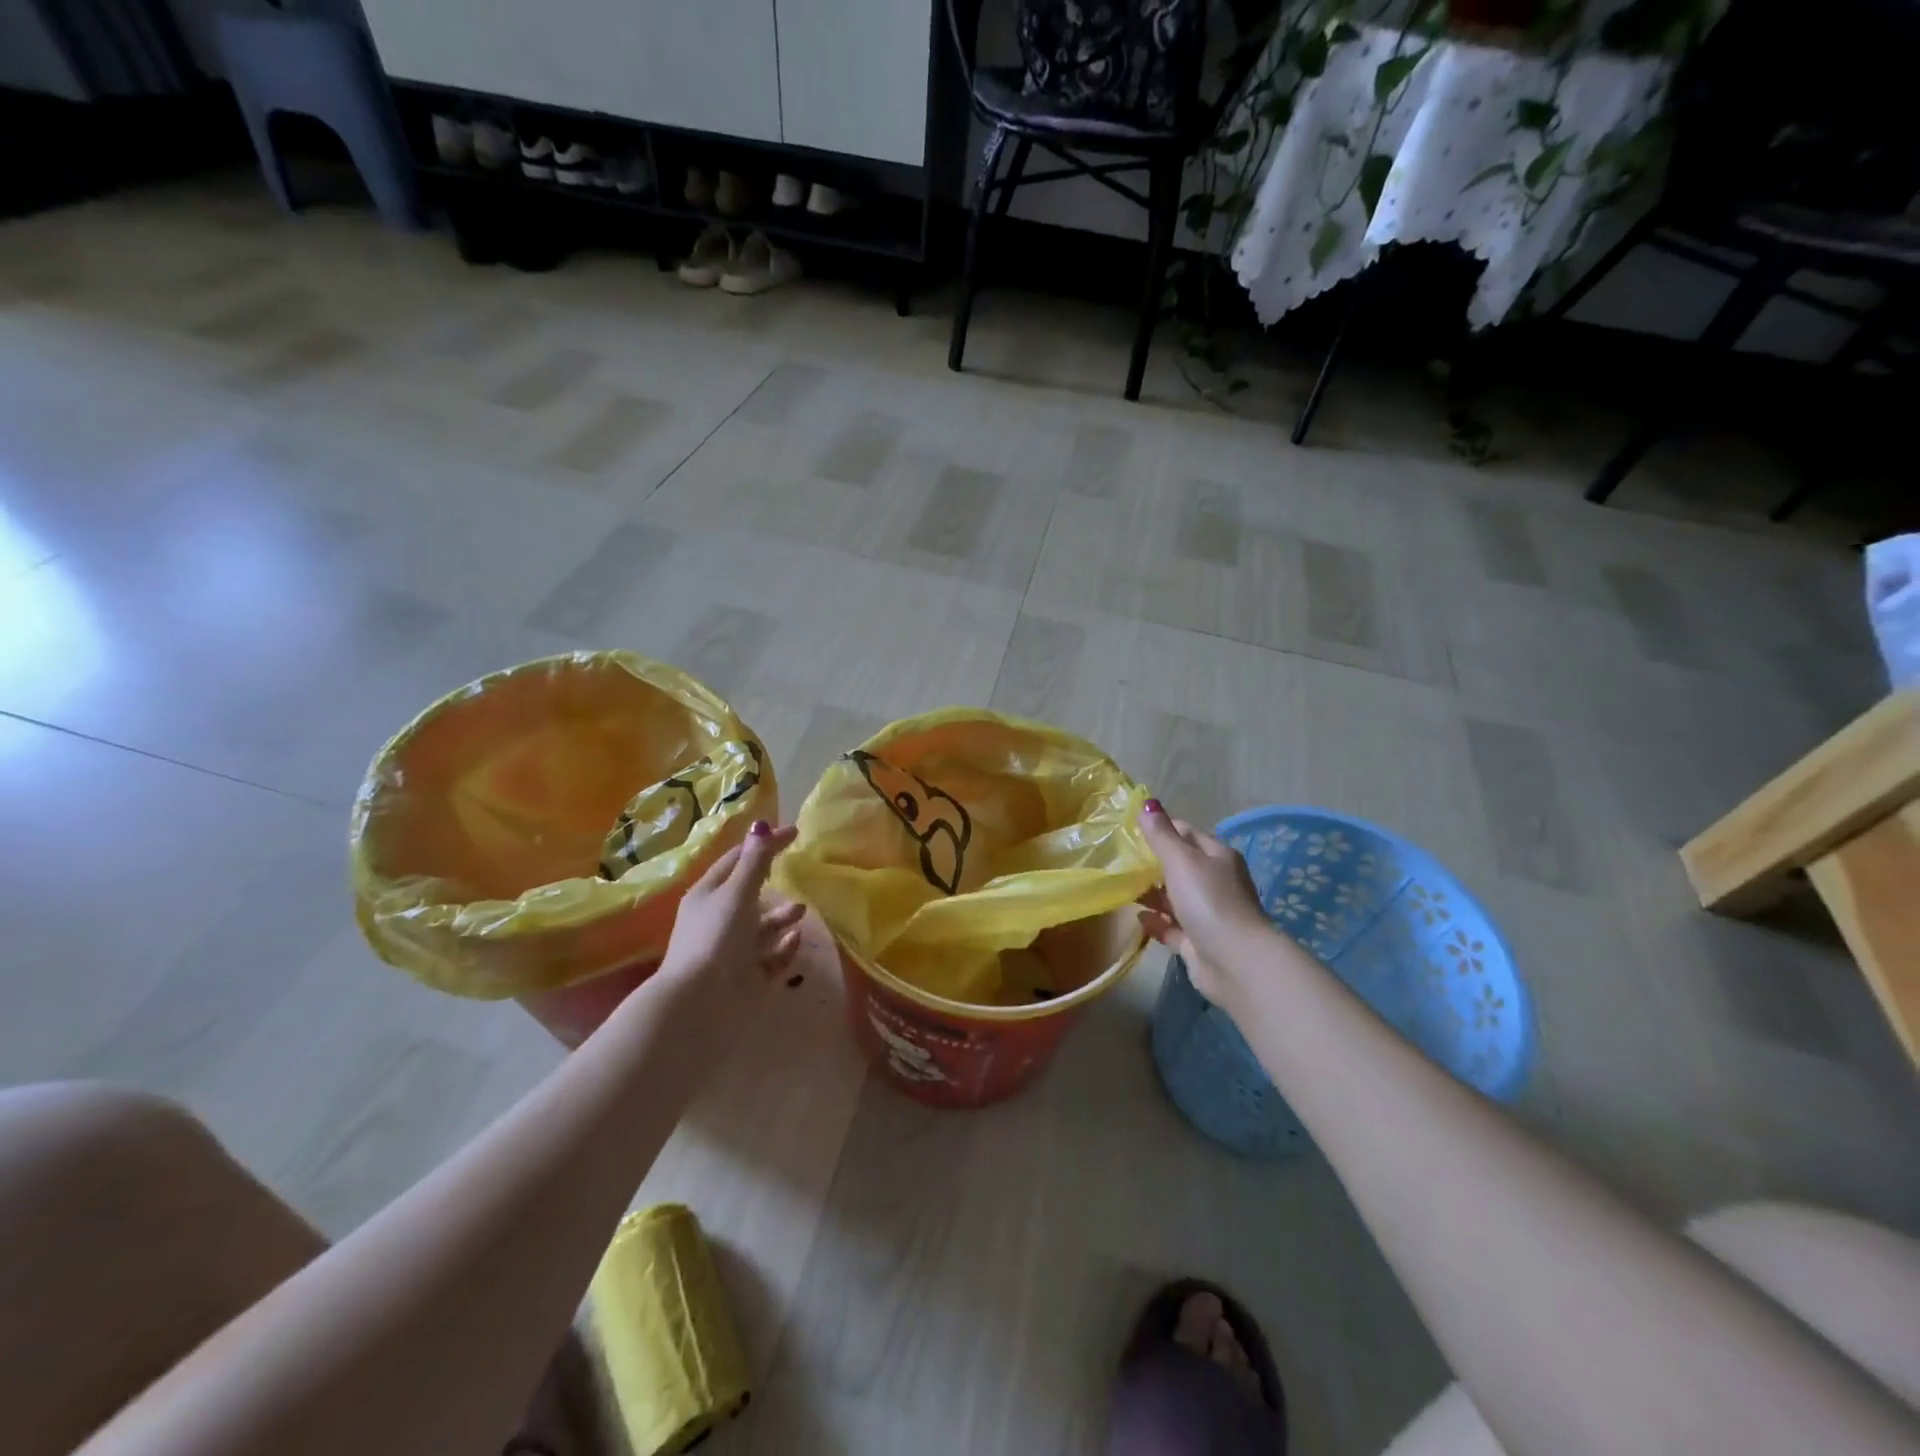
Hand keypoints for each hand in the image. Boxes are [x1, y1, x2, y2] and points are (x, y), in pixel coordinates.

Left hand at [656, 821, 804, 1009]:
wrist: (701, 1003)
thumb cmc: (717, 938)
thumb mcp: (737, 893)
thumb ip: (755, 861)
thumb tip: (762, 824)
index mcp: (708, 895)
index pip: (737, 859)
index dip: (763, 844)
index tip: (794, 833)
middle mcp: (718, 920)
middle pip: (749, 894)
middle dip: (772, 883)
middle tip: (798, 872)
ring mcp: (732, 950)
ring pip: (761, 927)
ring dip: (782, 916)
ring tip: (802, 910)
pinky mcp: (747, 976)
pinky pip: (770, 956)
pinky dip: (784, 946)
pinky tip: (797, 938)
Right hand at [1137, 801, 1273, 1009]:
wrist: (1235, 963)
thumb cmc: (1209, 901)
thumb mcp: (1182, 860)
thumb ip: (1161, 834)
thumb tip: (1147, 803)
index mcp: (1218, 857)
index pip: (1186, 833)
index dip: (1161, 829)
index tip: (1130, 830)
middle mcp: (1216, 882)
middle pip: (1180, 866)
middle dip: (1153, 863)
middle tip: (1120, 860)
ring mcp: (1208, 914)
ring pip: (1175, 898)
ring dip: (1152, 893)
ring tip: (1122, 887)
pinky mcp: (1199, 942)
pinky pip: (1173, 927)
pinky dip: (1156, 922)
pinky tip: (1138, 918)